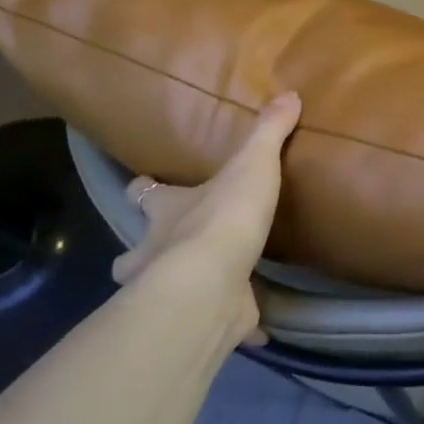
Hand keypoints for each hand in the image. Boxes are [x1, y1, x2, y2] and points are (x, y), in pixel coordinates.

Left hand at [110, 93, 300, 345]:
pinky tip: (257, 330)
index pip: (142, 195)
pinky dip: (239, 326)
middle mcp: (157, 252)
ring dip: (182, 291)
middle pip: (135, 252)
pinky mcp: (208, 319)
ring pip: (164, 293)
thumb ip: (268, 132)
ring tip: (211, 289)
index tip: (143, 187)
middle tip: (171, 250)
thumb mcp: (251, 164)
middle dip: (145, 253)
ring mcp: (176, 292)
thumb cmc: (223, 217)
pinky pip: (222, 323)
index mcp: (165, 211)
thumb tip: (288, 93)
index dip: (143, 190)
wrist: (212, 284)